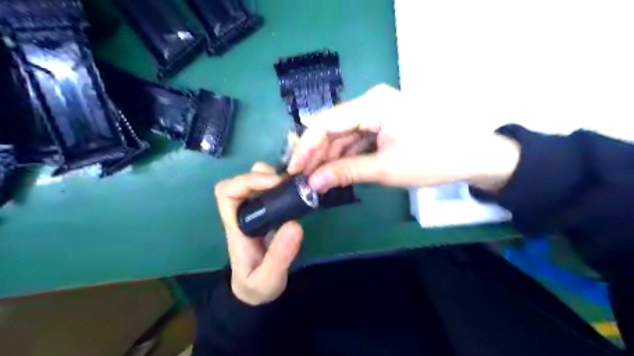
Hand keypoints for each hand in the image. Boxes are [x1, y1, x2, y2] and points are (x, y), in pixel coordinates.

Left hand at [216, 164, 304, 305]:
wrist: (256, 292)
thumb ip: (279, 257)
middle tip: (290, 182)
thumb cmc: (256, 286)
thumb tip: (296, 225)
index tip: (275, 183)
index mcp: (236, 226)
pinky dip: (284, 183)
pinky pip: (272, 189)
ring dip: (276, 176)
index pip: (227, 192)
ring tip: (296, 185)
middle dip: (265, 174)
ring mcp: (256, 211)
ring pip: (257, 180)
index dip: (248, 181)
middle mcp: (243, 213)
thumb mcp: (267, 279)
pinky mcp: (269, 213)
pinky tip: (299, 190)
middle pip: (243, 180)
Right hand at [288, 83, 519, 193]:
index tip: (293, 170)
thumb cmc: (433, 159)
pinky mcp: (383, 125)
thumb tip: (312, 183)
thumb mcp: (385, 168)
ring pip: (343, 136)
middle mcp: (371, 102)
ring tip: (316, 181)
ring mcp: (377, 113)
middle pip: (333, 128)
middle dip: (316, 155)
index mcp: (372, 104)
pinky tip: (335, 173)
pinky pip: (356, 140)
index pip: (327, 122)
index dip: (305, 147)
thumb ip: (346, 172)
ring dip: (329, 158)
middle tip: (303, 180)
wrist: (473, 157)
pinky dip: (345, 157)